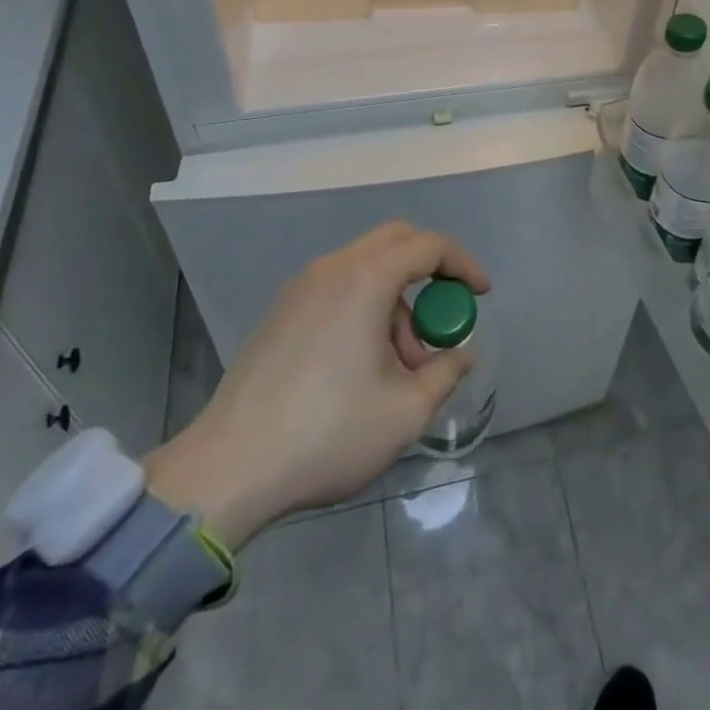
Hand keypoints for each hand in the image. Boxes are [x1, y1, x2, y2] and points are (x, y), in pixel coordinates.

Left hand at [143, 222, 487, 548]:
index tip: (481, 295)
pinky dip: (366, 306)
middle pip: (396, 241)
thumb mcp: (405, 411)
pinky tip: (364, 364)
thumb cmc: (327, 433)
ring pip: (367, 267)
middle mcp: (332, 268)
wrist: (228, 469)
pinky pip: (339, 286)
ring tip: (402, 365)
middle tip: (444, 316)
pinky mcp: (282, 311)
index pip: (429, 245)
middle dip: (431, 271)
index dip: (463, 264)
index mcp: (366, 278)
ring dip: (397, 299)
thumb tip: (461, 354)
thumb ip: (445, 373)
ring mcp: (301, 287)